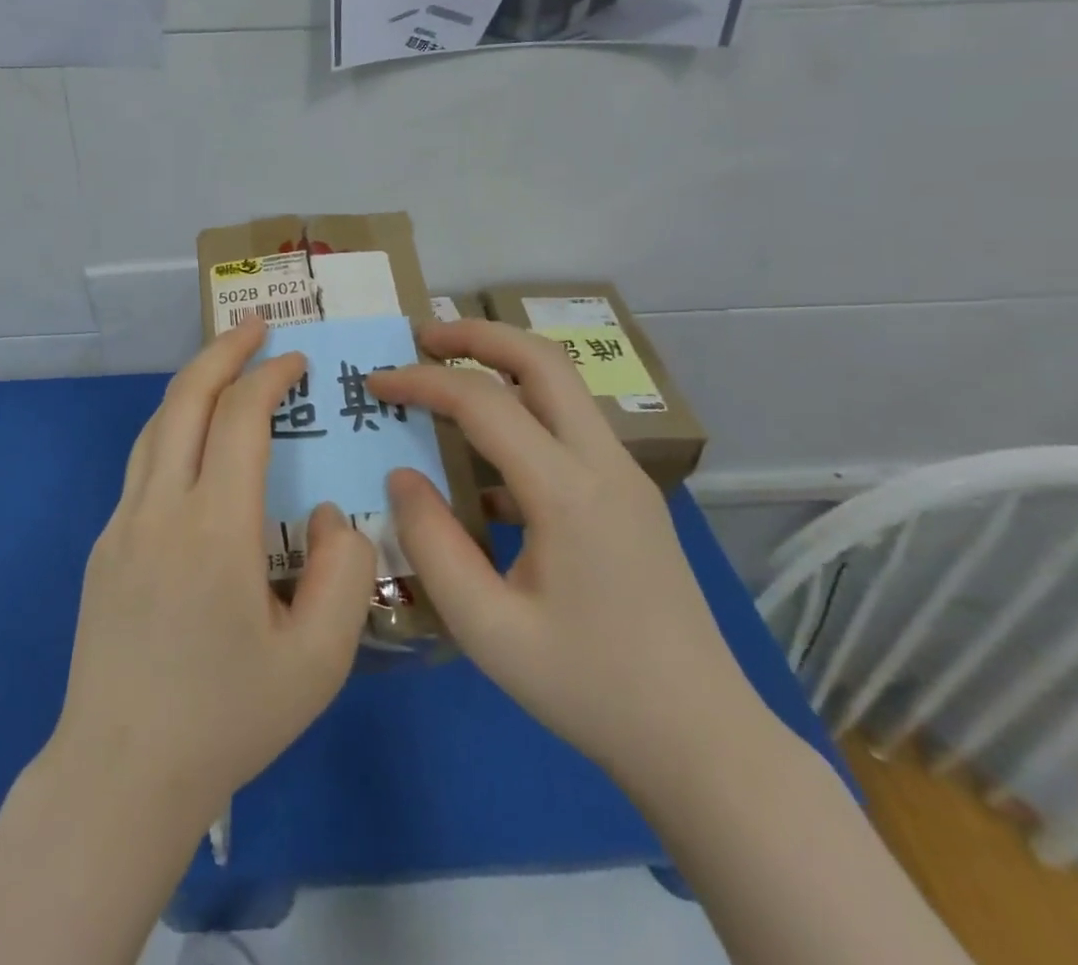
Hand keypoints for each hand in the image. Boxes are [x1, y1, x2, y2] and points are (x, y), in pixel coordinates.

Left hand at [47, 319, 376, 830]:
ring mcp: (122, 522)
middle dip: (223, 351)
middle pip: (185, 399)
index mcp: (214, 527)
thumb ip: (344, 572)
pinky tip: (196, 445)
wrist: (121, 772)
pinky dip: (173, 429)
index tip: (297, 359)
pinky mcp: (104, 544)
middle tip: (255, 325)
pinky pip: (142, 463)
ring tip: (226, 369)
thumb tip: (330, 512)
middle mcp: (160, 507)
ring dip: (192, 385)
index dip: (270, 376)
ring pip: (155, 425)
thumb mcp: (319, 660)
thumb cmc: (227, 719)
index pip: (241, 418)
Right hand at [367, 320, 764, 782]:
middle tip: (421, 336)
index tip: (374, 382)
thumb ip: (432, 543)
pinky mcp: (629, 496)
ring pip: (561, 387)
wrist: (703, 741)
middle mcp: (604, 464)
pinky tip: (483, 464)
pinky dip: (521, 414)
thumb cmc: (588, 688)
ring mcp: (625, 476)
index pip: (483, 402)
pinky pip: (568, 429)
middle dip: (476, 335)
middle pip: (541, 360)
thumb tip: (402, 474)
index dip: (421, 382)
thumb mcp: (487, 628)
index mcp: (568, 492)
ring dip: (502, 366)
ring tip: (446, 375)